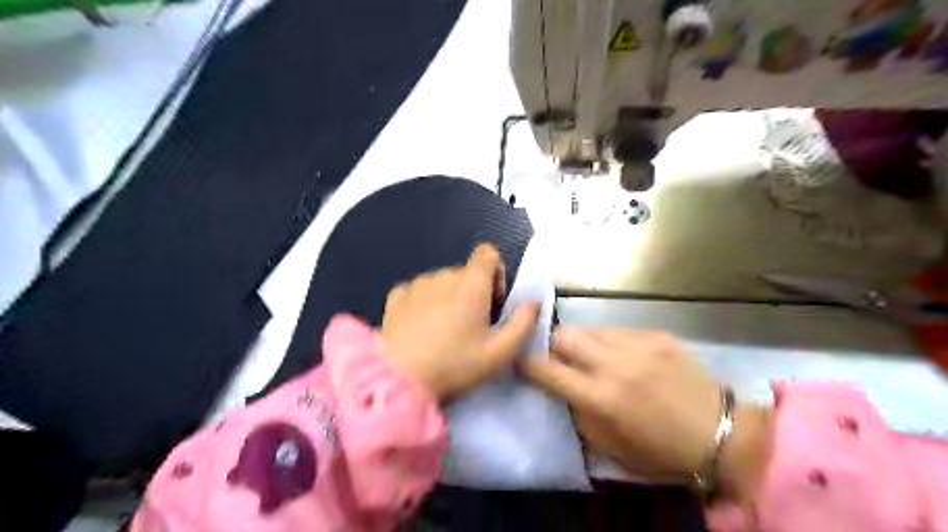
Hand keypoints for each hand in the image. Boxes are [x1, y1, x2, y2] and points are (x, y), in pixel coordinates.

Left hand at [380, 243, 539, 400]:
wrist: (399, 380)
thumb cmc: (454, 365)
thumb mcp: (499, 352)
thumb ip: (523, 322)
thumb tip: (533, 301)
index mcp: (471, 284)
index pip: (488, 254)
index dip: (496, 273)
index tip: (493, 302)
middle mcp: (444, 275)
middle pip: (466, 273)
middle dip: (474, 293)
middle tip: (471, 327)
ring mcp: (417, 284)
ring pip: (442, 282)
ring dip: (449, 298)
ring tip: (444, 331)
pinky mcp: (396, 296)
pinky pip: (419, 290)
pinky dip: (425, 302)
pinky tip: (421, 328)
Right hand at [519, 327, 769, 499]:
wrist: (723, 434)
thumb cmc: (662, 452)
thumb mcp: (611, 448)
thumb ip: (578, 414)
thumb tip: (560, 389)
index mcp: (602, 398)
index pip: (547, 370)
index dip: (526, 364)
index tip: (520, 362)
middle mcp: (615, 364)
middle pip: (564, 335)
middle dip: (551, 343)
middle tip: (556, 357)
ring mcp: (638, 344)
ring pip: (589, 328)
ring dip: (582, 342)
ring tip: (590, 357)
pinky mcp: (657, 335)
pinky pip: (617, 330)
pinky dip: (609, 342)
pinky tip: (622, 357)